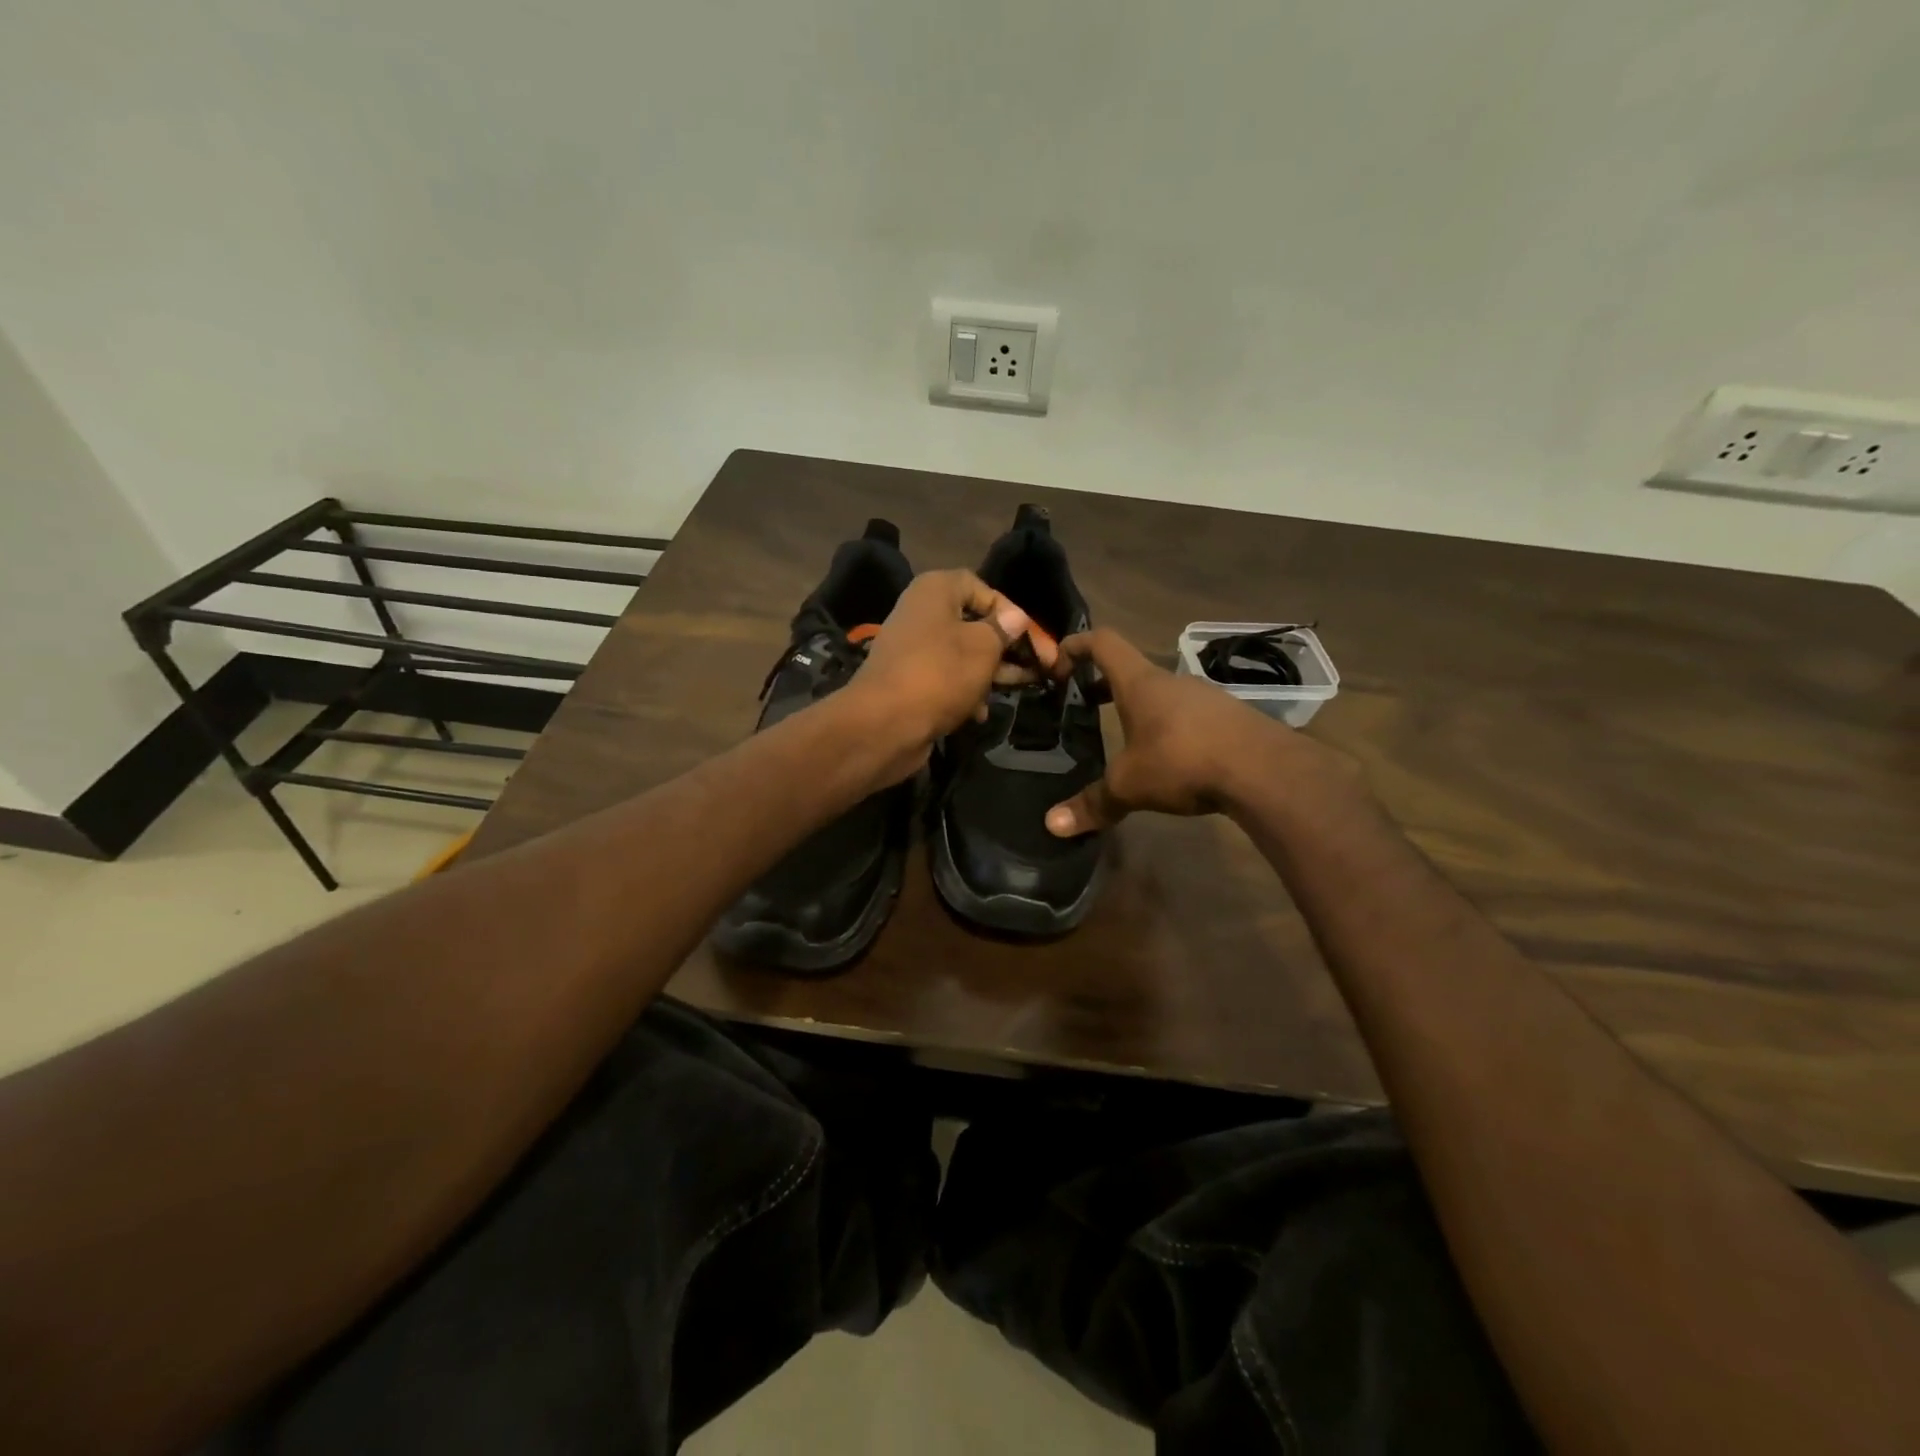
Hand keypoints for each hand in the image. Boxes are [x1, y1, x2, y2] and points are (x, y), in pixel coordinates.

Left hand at [840, 569, 1053, 780]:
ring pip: (963, 655)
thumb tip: (1016, 618)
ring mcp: (913, 649)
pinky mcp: (910, 681)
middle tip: (1040, 668)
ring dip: (990, 673)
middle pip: (975, 624)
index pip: (983, 589)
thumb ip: (1004, 630)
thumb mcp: (983, 647)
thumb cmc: (939, 674)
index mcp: (936, 591)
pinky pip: (946, 679)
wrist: (883, 724)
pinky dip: (966, 692)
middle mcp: (921, 613)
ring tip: (1020, 689)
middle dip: (1007, 647)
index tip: (1035, 640)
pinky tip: (980, 713)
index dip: (1012, 613)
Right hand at [1043, 627, 1350, 836]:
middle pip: (1132, 671)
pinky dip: (1171, 728)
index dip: (1076, 645)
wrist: (1264, 770)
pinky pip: (1190, 716)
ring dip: (1141, 709)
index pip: (1102, 643)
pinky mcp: (1230, 718)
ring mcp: (1205, 698)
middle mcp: (1171, 682)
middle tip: (1085, 707)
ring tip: (1127, 739)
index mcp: (1140, 684)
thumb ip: (1093, 803)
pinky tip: (1171, 759)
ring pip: (1163, 695)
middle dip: (1105, 686)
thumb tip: (1052, 826)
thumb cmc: (1183, 761)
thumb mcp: (1130, 786)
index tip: (1057, 662)